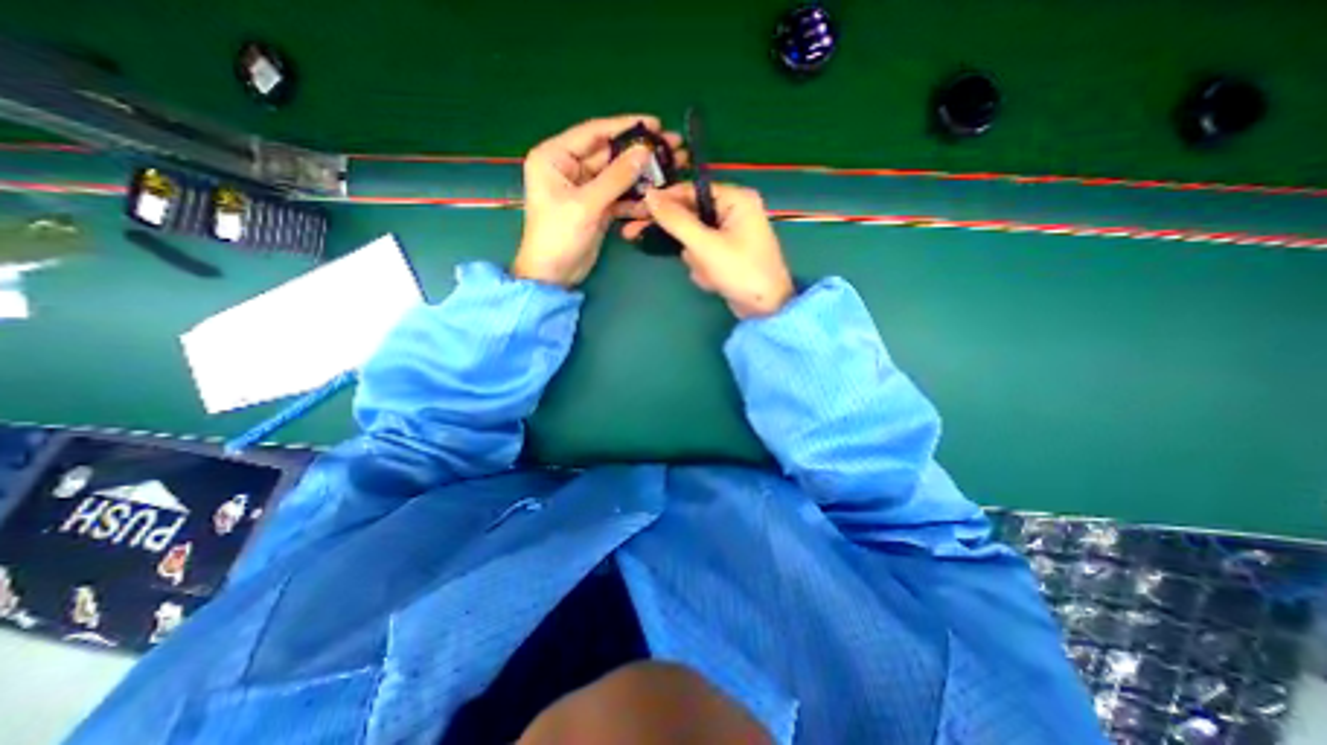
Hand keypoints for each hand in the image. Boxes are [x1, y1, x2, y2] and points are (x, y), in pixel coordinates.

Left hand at [516, 114, 690, 283]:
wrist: (554, 275)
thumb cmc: (559, 236)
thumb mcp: (586, 204)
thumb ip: (616, 178)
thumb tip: (645, 151)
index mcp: (555, 156)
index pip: (594, 133)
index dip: (625, 126)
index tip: (656, 123)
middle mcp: (570, 167)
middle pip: (610, 154)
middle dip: (640, 153)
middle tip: (672, 147)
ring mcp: (585, 189)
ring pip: (618, 176)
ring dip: (642, 176)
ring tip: (673, 170)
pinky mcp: (597, 207)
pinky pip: (619, 197)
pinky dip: (635, 200)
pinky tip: (656, 199)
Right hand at [629, 182, 791, 317]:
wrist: (766, 309)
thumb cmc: (741, 272)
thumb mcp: (705, 245)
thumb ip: (676, 220)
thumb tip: (649, 195)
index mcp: (736, 199)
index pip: (691, 191)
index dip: (664, 200)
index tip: (637, 209)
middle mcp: (734, 211)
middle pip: (691, 216)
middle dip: (683, 240)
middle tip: (635, 236)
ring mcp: (731, 234)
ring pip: (694, 239)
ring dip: (696, 259)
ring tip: (710, 273)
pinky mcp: (727, 253)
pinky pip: (703, 254)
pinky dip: (704, 268)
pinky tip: (714, 281)